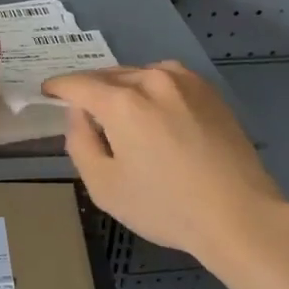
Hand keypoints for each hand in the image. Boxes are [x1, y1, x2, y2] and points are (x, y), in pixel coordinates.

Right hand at [45, 62, 282, 268]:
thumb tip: (78, 115)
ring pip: (139, 75)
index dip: (58, 87)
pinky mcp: (207, 90)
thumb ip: (80, 143)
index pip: (78, 84)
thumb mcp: (105, 186)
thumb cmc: (166, 207)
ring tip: (123, 114)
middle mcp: (151, 79)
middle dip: (92, 90)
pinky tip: (158, 114)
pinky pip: (167, 79)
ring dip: (124, 88)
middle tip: (84, 112)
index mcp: (122, 102)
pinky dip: (152, 90)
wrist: (240, 214)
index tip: (48, 92)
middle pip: (109, 76)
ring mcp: (184, 81)